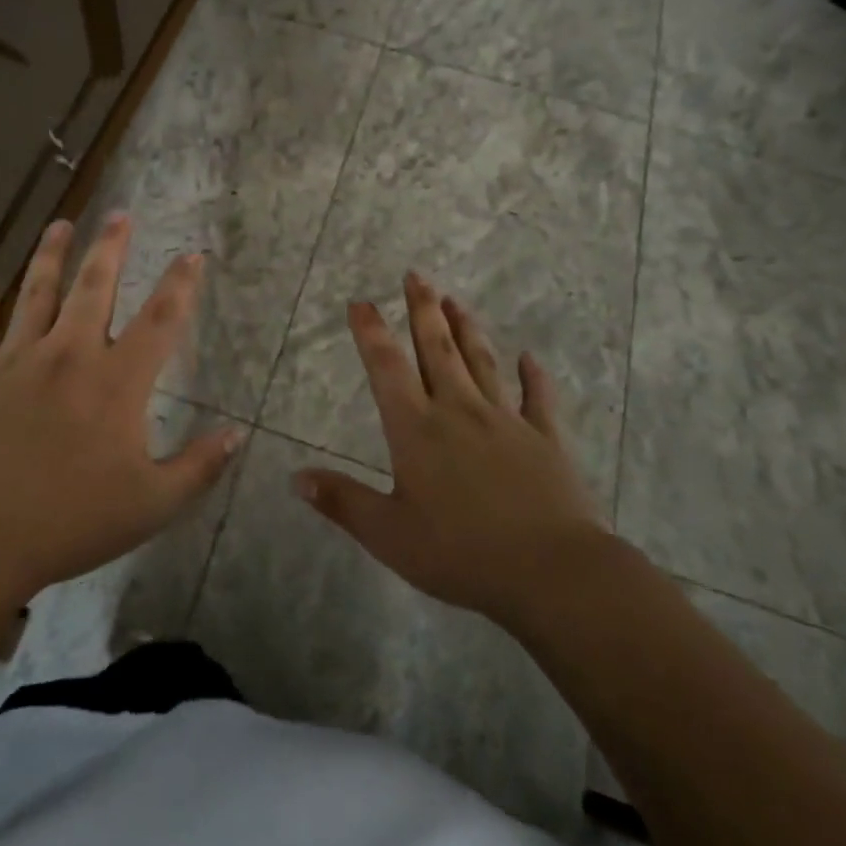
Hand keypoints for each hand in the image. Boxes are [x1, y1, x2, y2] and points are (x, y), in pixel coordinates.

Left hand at [0, 214, 241, 603]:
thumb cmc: (69, 522)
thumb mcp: (151, 505)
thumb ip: (198, 468)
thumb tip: (236, 435)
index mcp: (117, 381)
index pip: (160, 320)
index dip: (180, 284)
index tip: (192, 255)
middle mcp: (69, 353)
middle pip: (96, 287)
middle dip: (111, 247)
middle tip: (120, 214)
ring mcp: (17, 358)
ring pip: (37, 291)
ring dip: (51, 254)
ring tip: (61, 224)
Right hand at [295, 273, 611, 631]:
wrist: (550, 570)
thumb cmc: (460, 553)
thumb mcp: (389, 535)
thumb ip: (342, 502)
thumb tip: (295, 477)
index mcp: (417, 430)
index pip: (387, 368)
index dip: (371, 332)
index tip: (361, 301)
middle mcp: (459, 411)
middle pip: (437, 349)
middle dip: (423, 310)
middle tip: (415, 275)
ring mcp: (506, 420)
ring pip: (482, 362)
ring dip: (466, 329)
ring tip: (455, 299)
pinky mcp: (545, 438)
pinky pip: (538, 399)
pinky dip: (533, 377)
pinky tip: (530, 359)